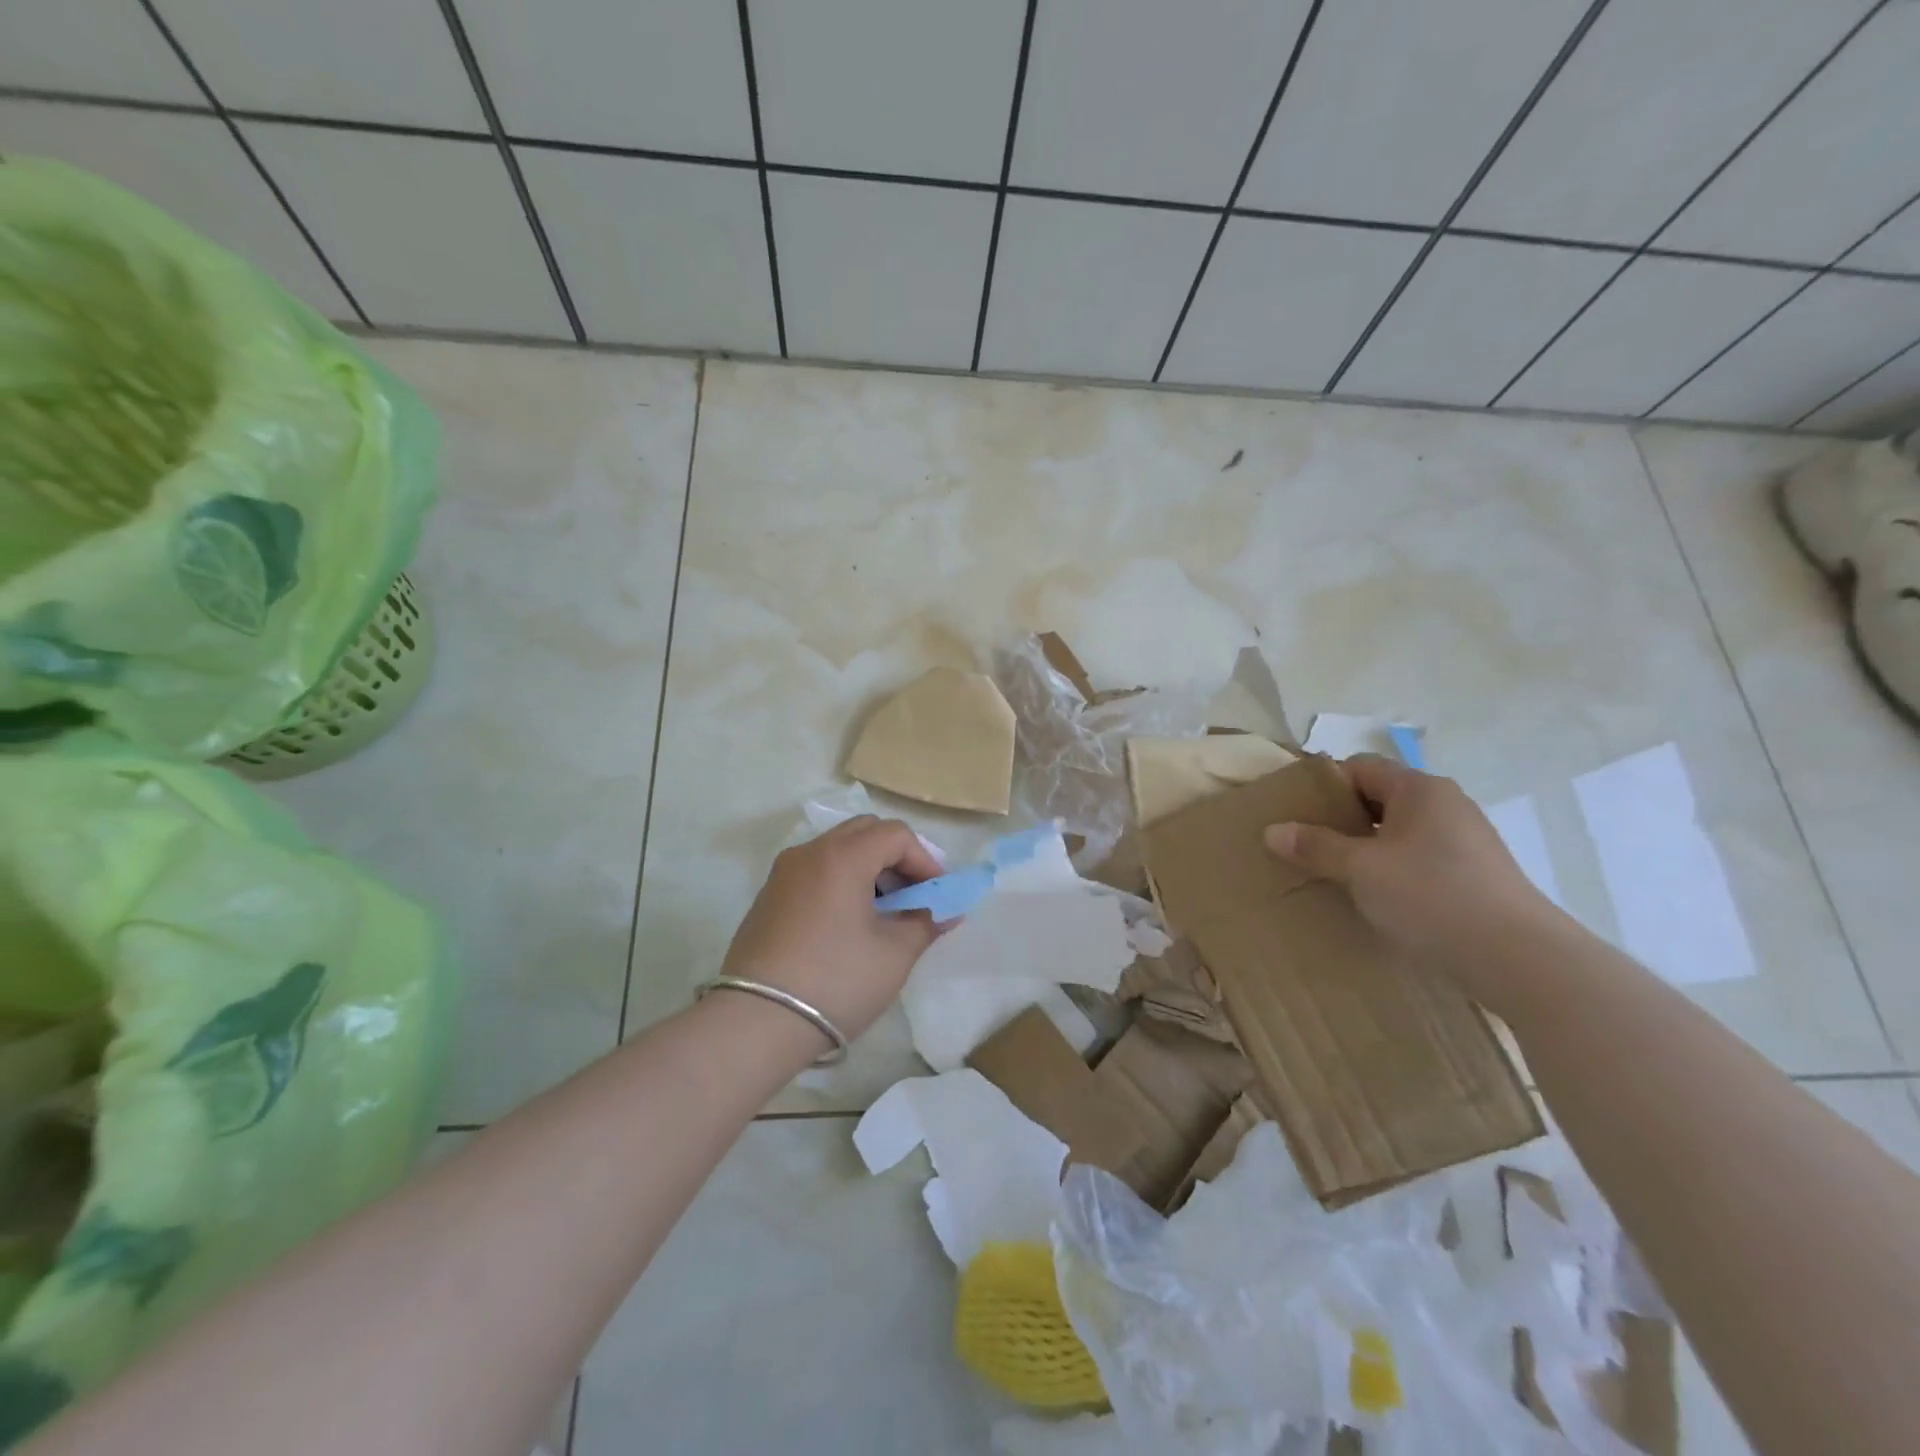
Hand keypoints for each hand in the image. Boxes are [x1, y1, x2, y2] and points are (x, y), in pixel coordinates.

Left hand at [719, 815, 942, 1043]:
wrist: (756, 1022)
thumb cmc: (836, 981)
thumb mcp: (894, 954)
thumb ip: (926, 923)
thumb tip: (946, 912)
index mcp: (843, 856)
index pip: (896, 835)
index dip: (925, 860)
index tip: (936, 895)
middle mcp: (810, 852)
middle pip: (864, 831)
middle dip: (896, 858)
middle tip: (912, 896)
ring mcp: (783, 873)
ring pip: (837, 849)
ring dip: (868, 869)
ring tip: (883, 913)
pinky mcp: (769, 896)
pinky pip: (815, 870)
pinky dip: (840, 881)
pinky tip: (848, 923)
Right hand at [1264, 754, 1557, 998]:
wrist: (1520, 959)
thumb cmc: (1432, 897)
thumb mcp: (1360, 870)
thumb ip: (1315, 846)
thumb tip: (1272, 830)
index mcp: (1419, 789)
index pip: (1359, 767)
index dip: (1323, 785)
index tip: (1294, 812)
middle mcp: (1446, 804)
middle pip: (1379, 797)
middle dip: (1340, 818)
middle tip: (1305, 843)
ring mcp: (1465, 839)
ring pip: (1399, 830)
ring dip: (1365, 846)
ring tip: (1333, 872)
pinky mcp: (1475, 873)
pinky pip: (1419, 857)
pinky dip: (1391, 868)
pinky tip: (1375, 896)